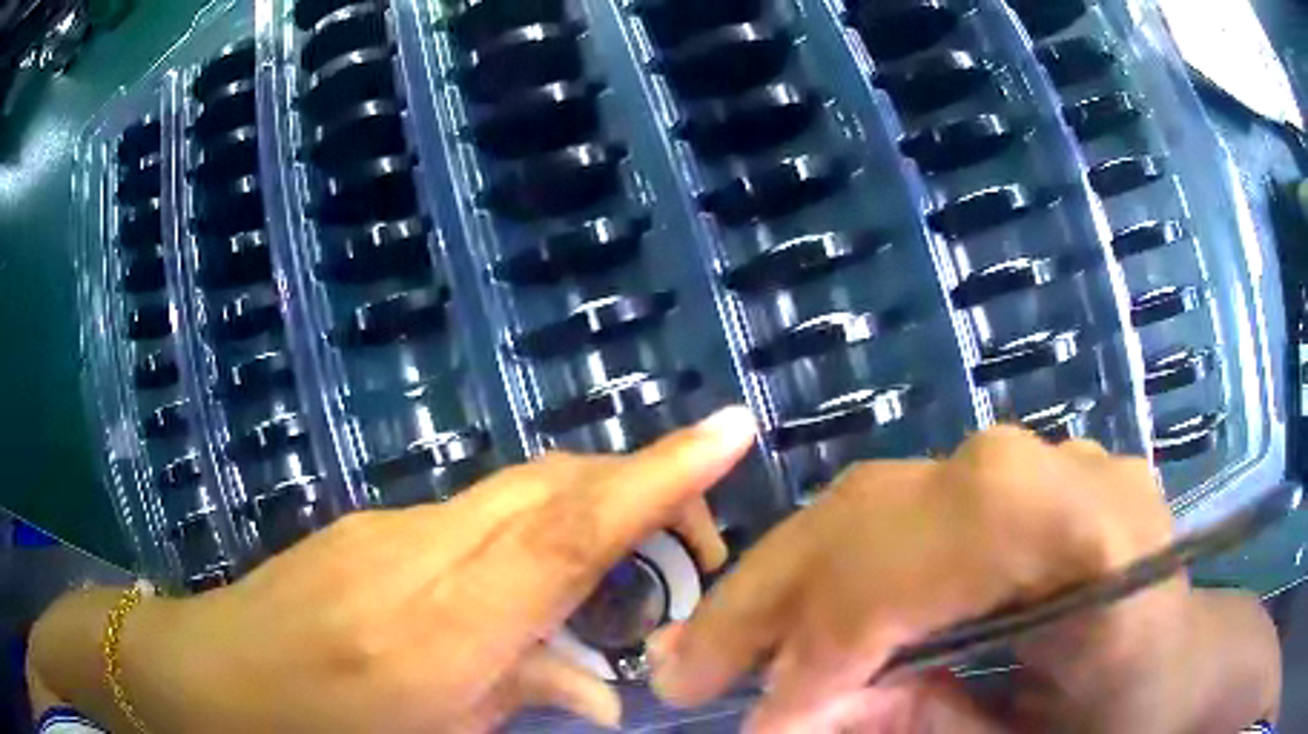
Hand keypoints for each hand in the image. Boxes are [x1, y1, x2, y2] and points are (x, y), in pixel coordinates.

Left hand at [104, 407, 755, 733]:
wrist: (207, 676)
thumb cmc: (315, 731)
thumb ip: (526, 701)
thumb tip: (609, 691)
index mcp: (434, 633)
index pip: (565, 535)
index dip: (654, 480)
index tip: (726, 430)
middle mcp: (415, 557)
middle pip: (550, 489)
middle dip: (640, 492)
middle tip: (696, 544)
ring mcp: (385, 528)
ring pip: (517, 496)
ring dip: (587, 518)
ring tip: (626, 579)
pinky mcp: (368, 525)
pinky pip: (475, 519)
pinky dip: (529, 542)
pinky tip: (527, 597)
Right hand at [650, 427, 1278, 732]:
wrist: (1184, 666)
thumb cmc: (1129, 717)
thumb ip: (921, 727)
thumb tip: (793, 717)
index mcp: (1094, 526)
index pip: (925, 560)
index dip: (828, 650)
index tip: (757, 729)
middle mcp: (1057, 470)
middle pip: (880, 510)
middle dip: (771, 602)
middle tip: (684, 673)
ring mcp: (1035, 467)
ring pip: (875, 502)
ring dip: (785, 582)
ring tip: (719, 648)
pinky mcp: (1013, 490)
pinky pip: (898, 516)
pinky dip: (831, 573)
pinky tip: (792, 619)